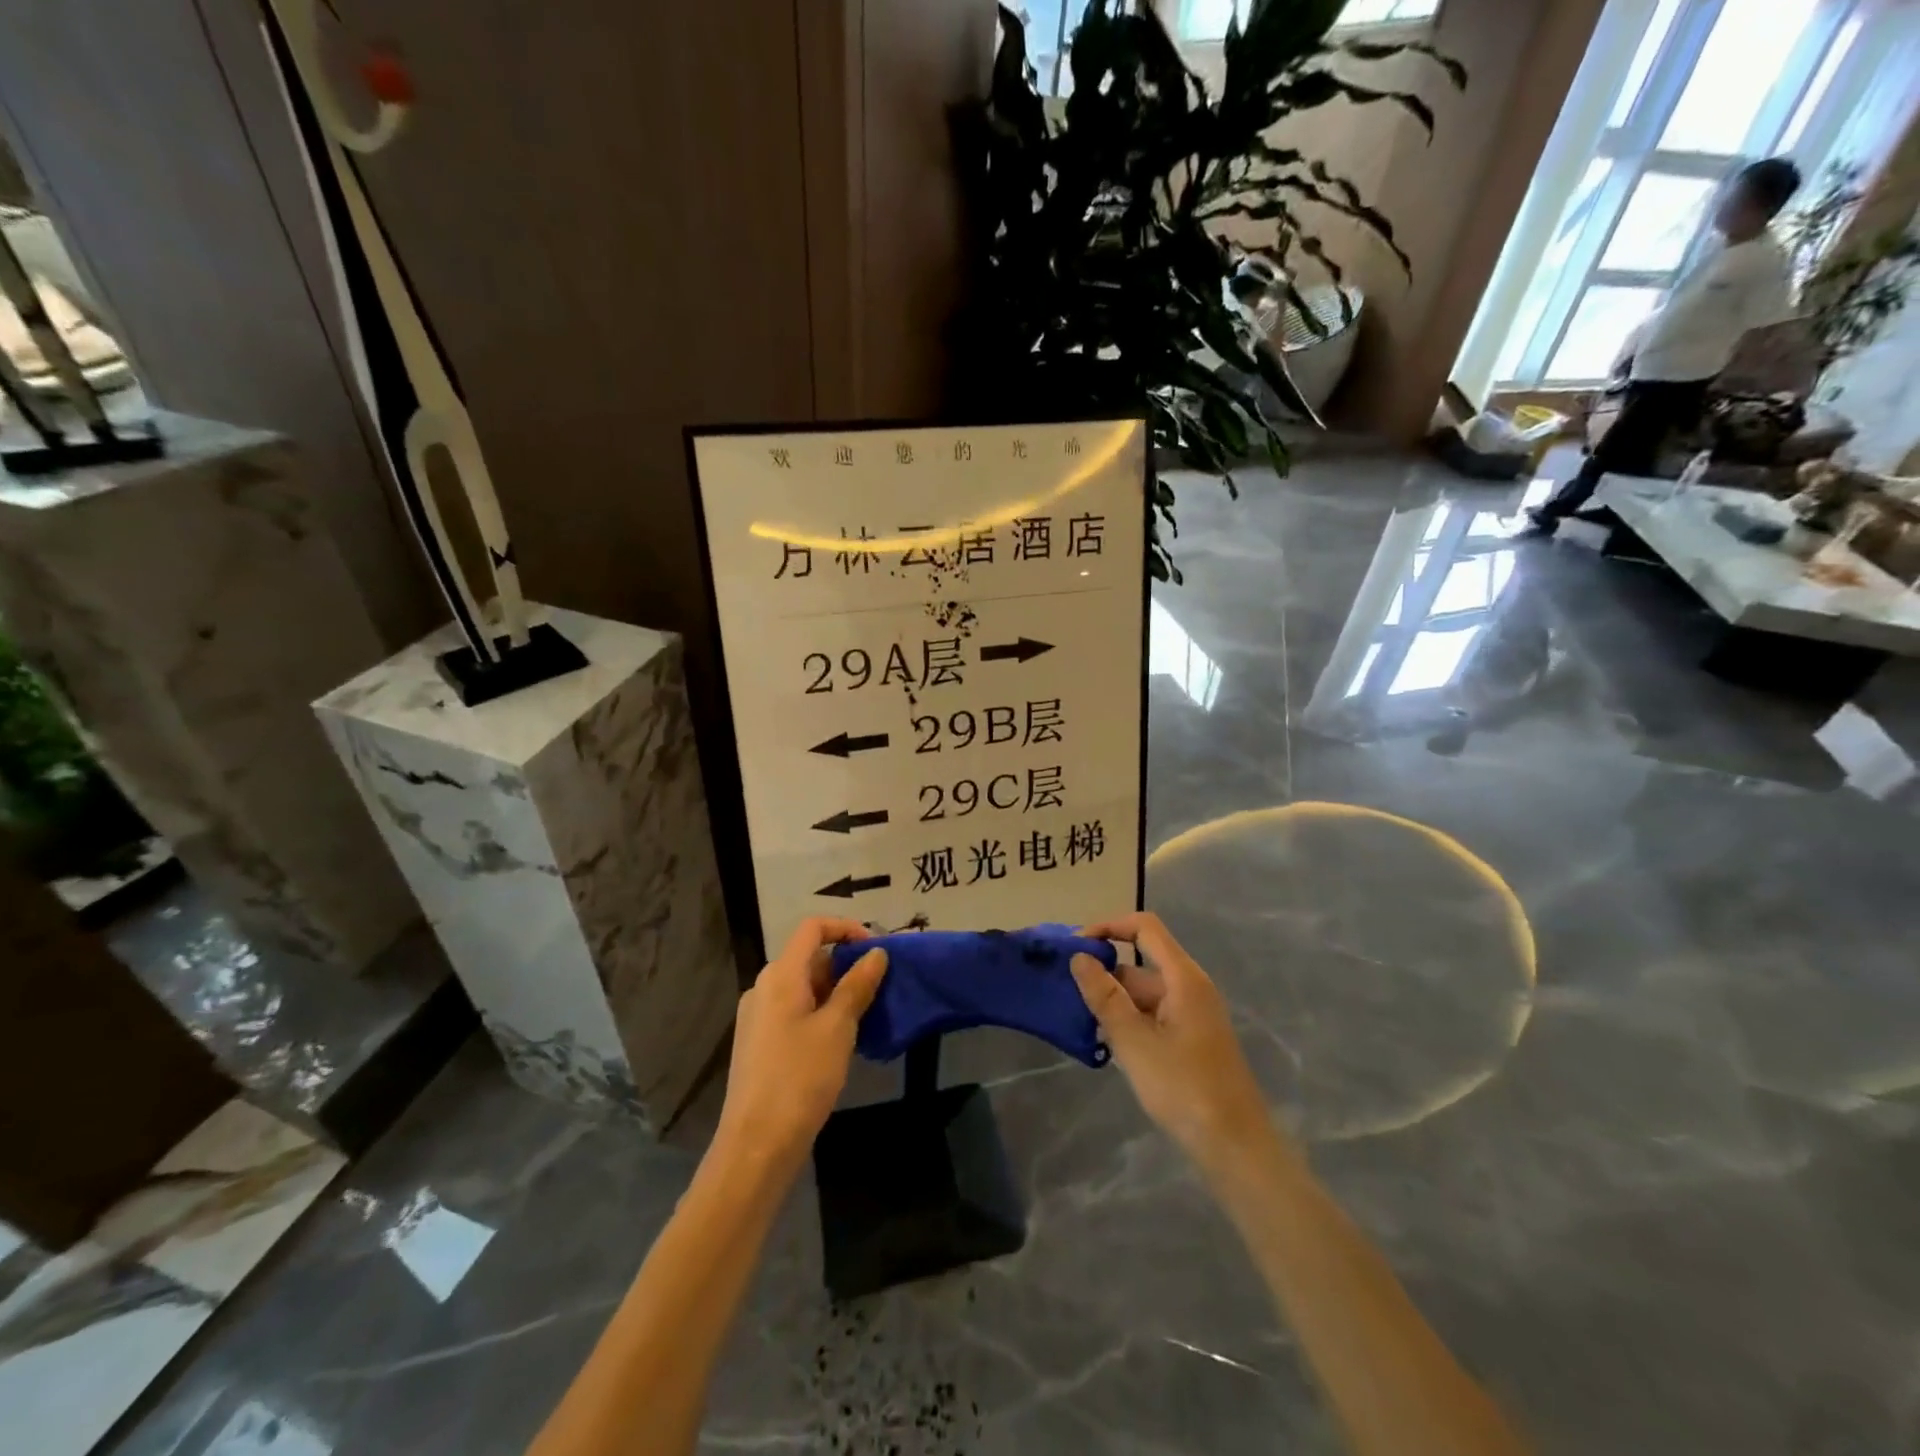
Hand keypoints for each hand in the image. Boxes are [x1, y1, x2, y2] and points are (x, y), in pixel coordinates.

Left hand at [716, 918, 887, 1172]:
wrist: (756, 1145)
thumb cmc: (800, 1078)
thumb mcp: (838, 1028)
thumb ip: (858, 986)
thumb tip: (876, 953)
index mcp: (780, 975)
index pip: (813, 928)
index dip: (846, 928)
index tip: (876, 949)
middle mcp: (764, 987)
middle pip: (808, 957)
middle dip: (845, 964)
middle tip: (879, 985)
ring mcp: (758, 1016)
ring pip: (803, 987)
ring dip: (836, 991)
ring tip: (866, 1013)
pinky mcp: (759, 1043)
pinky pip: (794, 1011)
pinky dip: (820, 1012)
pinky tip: (841, 1040)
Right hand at [1072, 912, 1275, 1174]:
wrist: (1234, 1146)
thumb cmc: (1183, 1087)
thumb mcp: (1134, 1041)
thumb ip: (1104, 996)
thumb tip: (1080, 957)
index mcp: (1183, 977)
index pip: (1144, 927)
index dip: (1109, 926)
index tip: (1076, 946)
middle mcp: (1190, 987)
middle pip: (1141, 963)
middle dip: (1104, 973)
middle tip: (1067, 993)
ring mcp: (1192, 1014)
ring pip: (1144, 993)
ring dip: (1113, 1002)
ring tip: (1079, 1022)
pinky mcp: (1191, 1039)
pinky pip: (1153, 1015)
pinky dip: (1128, 1021)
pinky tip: (1105, 1045)